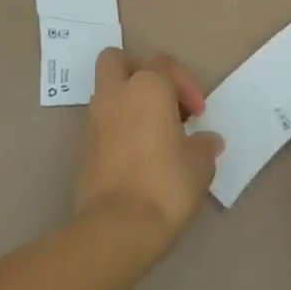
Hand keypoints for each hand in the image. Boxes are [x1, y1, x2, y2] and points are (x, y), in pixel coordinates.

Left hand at [76, 49, 222, 249]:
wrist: (117, 228)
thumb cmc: (165, 184)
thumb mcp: (200, 164)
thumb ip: (204, 144)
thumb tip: (207, 140)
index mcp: (147, 86)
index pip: (165, 64)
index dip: (186, 85)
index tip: (198, 114)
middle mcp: (116, 93)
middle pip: (118, 60)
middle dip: (138, 72)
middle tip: (161, 100)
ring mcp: (95, 119)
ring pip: (107, 91)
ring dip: (128, 101)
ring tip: (154, 132)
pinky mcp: (84, 147)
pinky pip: (103, 122)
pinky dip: (118, 127)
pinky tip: (139, 153)